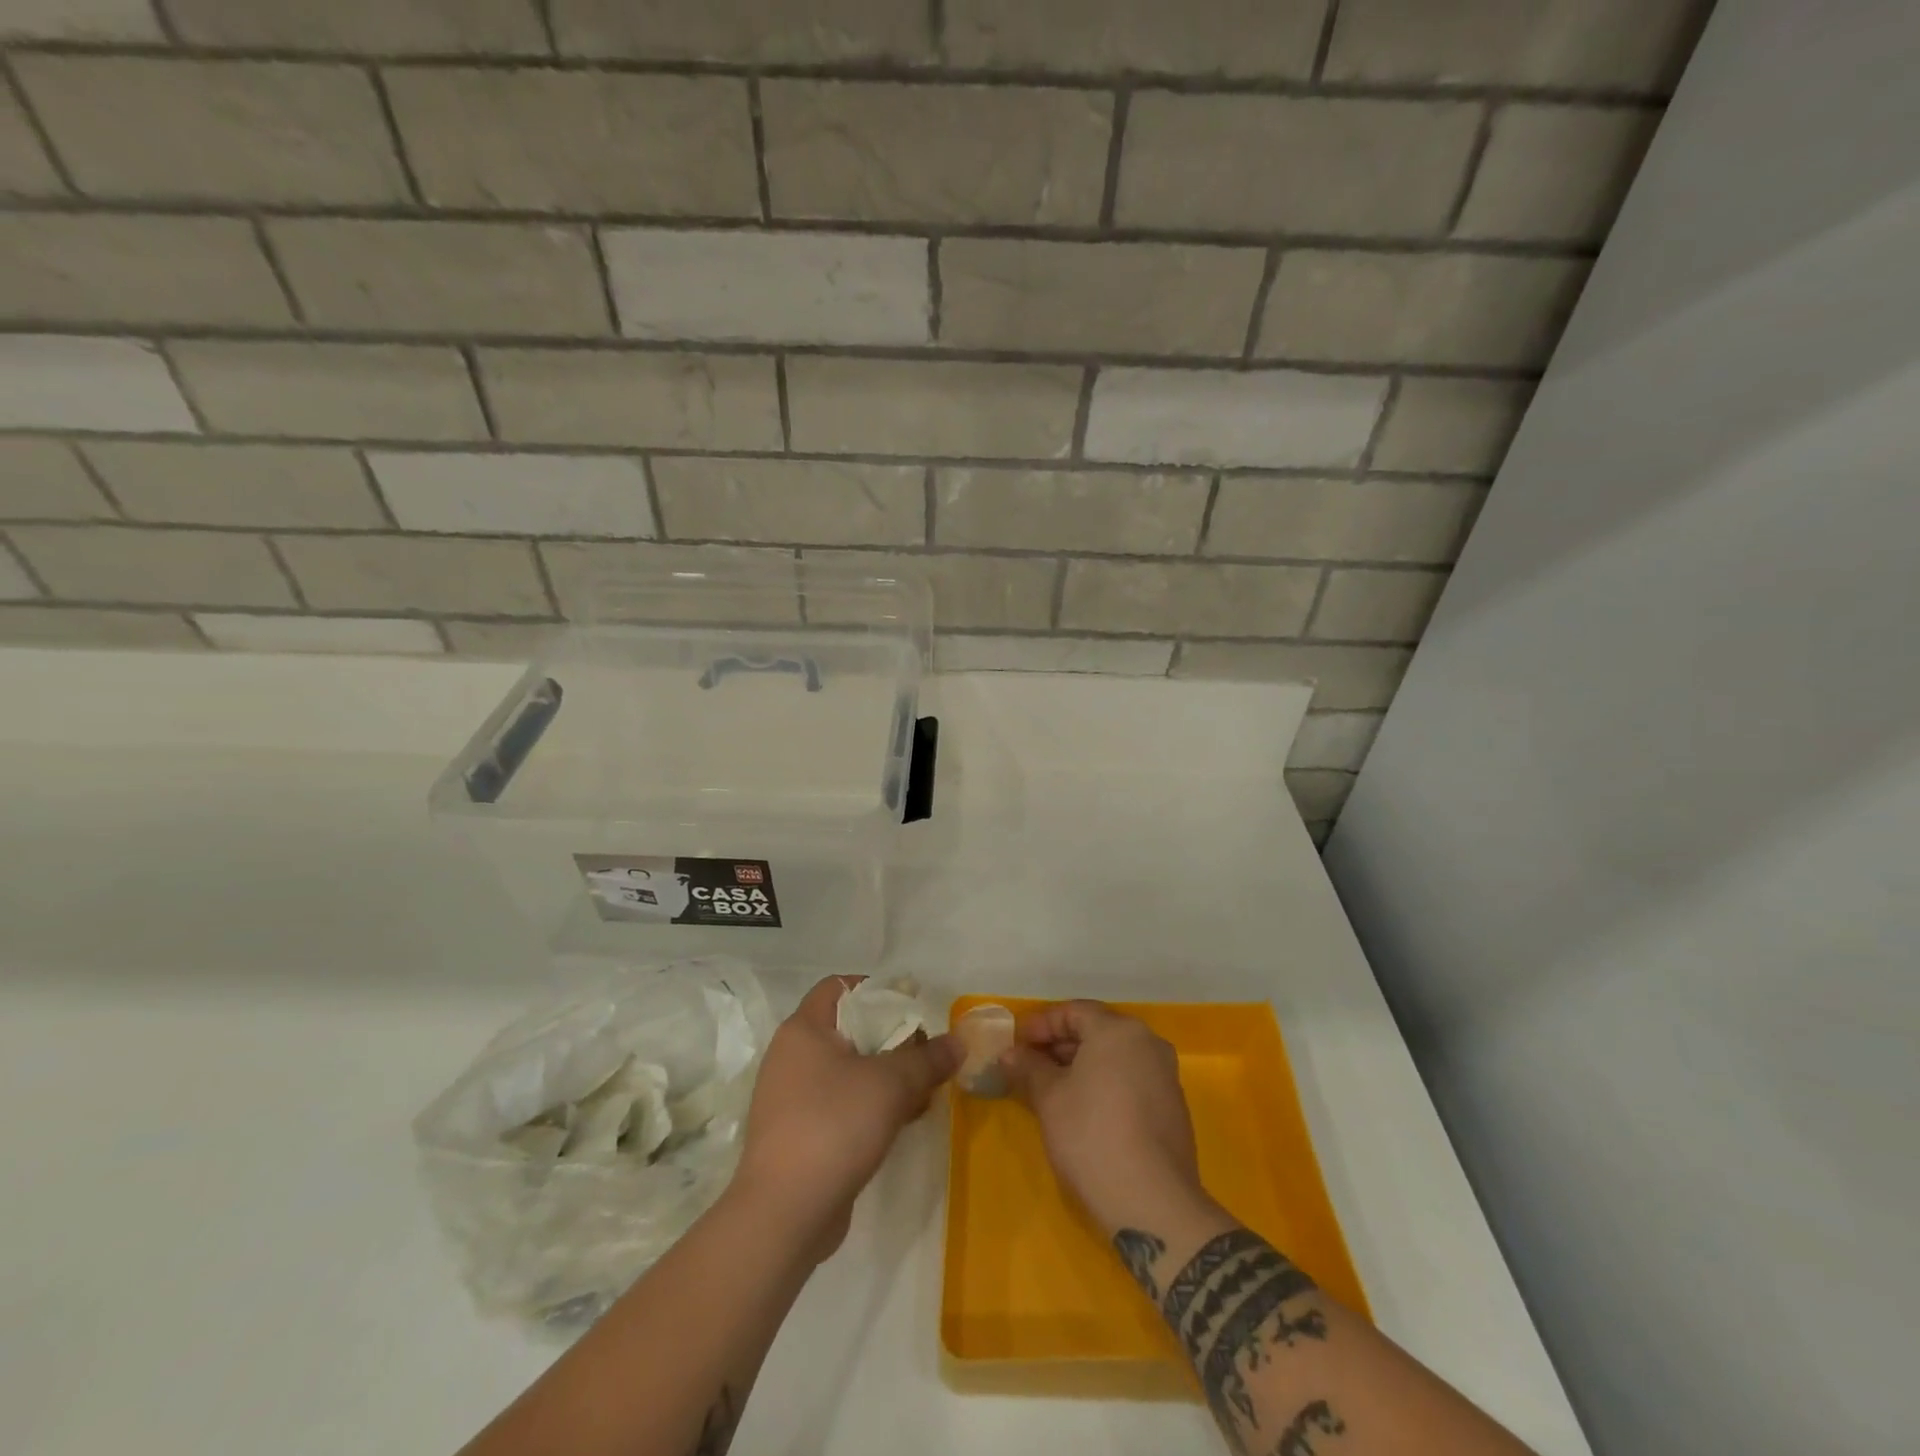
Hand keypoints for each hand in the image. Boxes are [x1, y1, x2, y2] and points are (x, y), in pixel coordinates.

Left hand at [734, 976, 959, 1257]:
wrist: (784, 1214)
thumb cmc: (834, 1125)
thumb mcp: (891, 1084)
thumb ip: (928, 1058)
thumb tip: (958, 1041)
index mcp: (803, 1030)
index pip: (839, 987)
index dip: (877, 990)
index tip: (912, 1007)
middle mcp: (791, 1057)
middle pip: (848, 1030)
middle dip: (891, 1039)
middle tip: (927, 1052)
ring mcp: (791, 1099)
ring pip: (848, 1072)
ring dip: (886, 1077)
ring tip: (924, 1089)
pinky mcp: (799, 1135)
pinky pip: (841, 1105)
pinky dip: (871, 1106)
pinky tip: (904, 1121)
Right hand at [1000, 1000, 1211, 1234]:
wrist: (1153, 1203)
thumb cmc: (1092, 1136)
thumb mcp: (1050, 1098)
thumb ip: (1029, 1067)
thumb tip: (1010, 1054)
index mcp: (1119, 1031)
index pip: (1074, 1011)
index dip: (1041, 1025)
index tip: (1017, 1044)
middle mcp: (1148, 1043)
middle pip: (1096, 1031)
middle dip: (1060, 1045)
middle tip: (1029, 1065)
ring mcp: (1165, 1075)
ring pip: (1114, 1057)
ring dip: (1081, 1065)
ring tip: (1050, 1088)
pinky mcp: (1172, 1107)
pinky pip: (1130, 1079)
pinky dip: (1104, 1083)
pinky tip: (1083, 1109)